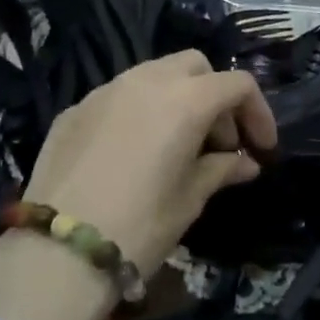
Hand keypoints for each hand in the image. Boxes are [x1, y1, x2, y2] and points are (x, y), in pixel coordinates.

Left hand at [20, 50, 276, 275]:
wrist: (57, 253)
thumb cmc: (140, 226)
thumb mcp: (190, 199)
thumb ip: (221, 170)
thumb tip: (244, 162)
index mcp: (184, 100)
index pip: (237, 85)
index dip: (258, 113)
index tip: (261, 148)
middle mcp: (145, 81)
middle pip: (195, 66)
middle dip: (216, 96)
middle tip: (220, 142)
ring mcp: (104, 91)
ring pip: (154, 75)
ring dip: (178, 99)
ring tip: (179, 145)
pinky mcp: (74, 110)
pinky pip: (119, 96)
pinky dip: (141, 112)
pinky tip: (136, 153)